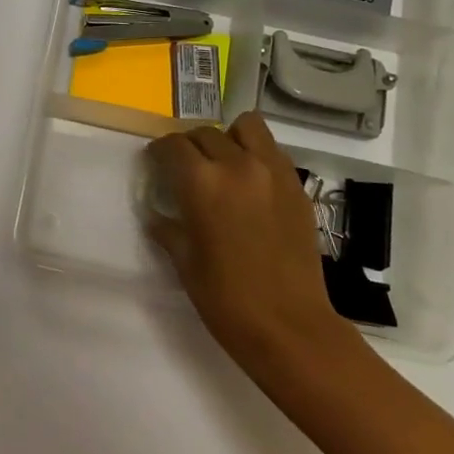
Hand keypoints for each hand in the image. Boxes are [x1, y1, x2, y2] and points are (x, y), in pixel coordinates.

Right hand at [143, 114, 361, 382]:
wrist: (288, 326)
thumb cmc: (225, 297)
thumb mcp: (184, 259)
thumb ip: (168, 227)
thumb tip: (158, 213)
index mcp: (202, 182)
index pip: (173, 145)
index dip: (159, 152)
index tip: (156, 165)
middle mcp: (237, 165)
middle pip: (206, 133)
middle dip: (189, 145)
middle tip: (184, 169)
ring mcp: (273, 173)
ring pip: (247, 128)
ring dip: (228, 138)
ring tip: (223, 163)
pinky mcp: (297, 187)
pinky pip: (272, 151)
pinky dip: (256, 155)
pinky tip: (250, 184)